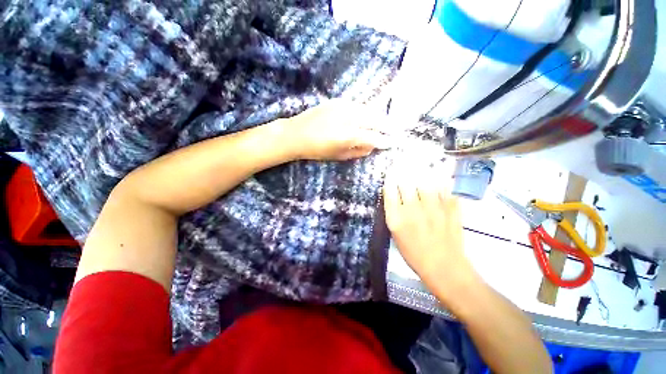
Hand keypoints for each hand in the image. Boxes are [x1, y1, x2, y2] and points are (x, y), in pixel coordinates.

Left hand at [286, 99, 393, 160]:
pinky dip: (365, 110)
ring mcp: (343, 107)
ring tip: (384, 122)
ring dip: (377, 116)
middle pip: (374, 119)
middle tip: (394, 130)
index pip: (373, 137)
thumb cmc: (317, 150)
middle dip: (386, 125)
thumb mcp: (339, 156)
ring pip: (367, 109)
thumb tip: (371, 146)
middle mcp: (349, 118)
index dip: (384, 140)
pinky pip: (357, 105)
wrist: (296, 134)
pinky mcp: (337, 101)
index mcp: (349, 135)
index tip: (392, 143)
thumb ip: (358, 151)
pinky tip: (367, 115)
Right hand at [383, 165, 477, 296]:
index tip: (391, 170)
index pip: (390, 189)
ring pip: (425, 180)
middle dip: (403, 169)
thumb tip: (393, 193)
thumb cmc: (414, 253)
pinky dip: (441, 177)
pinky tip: (438, 169)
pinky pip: (445, 186)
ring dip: (420, 169)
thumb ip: (392, 212)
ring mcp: (434, 207)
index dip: (390, 177)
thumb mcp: (396, 234)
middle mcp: (413, 209)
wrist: (444, 267)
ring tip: (419, 160)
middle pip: (406, 182)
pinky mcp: (451, 208)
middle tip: (403, 161)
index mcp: (397, 218)